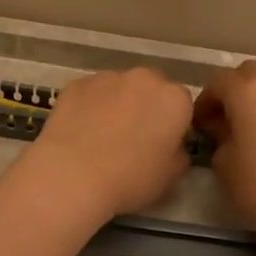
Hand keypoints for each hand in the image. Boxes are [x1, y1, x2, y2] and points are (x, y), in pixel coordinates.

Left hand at [21, 67, 194, 219]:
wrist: (73, 175)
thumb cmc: (131, 178)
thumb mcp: (171, 177)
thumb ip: (178, 153)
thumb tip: (171, 145)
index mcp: (174, 99)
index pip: (182, 104)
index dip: (172, 124)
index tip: (161, 143)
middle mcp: (144, 78)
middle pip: (151, 88)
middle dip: (146, 106)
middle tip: (133, 137)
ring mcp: (107, 77)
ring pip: (119, 88)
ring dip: (117, 104)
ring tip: (102, 136)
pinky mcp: (76, 84)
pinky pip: (90, 94)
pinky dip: (89, 107)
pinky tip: (80, 132)